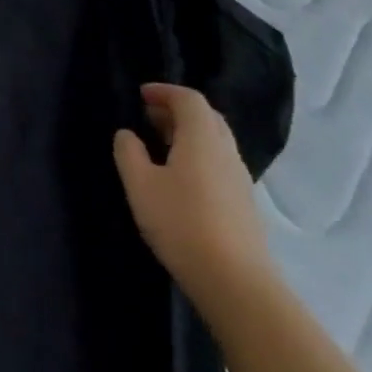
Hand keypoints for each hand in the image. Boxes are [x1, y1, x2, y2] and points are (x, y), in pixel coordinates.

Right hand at [113, 83, 275, 316]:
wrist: (235, 280)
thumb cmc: (181, 223)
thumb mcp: (140, 184)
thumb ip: (129, 152)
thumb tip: (128, 134)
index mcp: (202, 139)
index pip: (189, 99)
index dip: (164, 91)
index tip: (141, 95)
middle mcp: (226, 152)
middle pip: (207, 117)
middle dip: (177, 110)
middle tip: (148, 115)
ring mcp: (240, 178)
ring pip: (215, 141)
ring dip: (188, 133)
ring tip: (159, 143)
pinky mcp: (243, 202)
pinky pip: (219, 162)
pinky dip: (198, 154)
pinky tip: (179, 175)